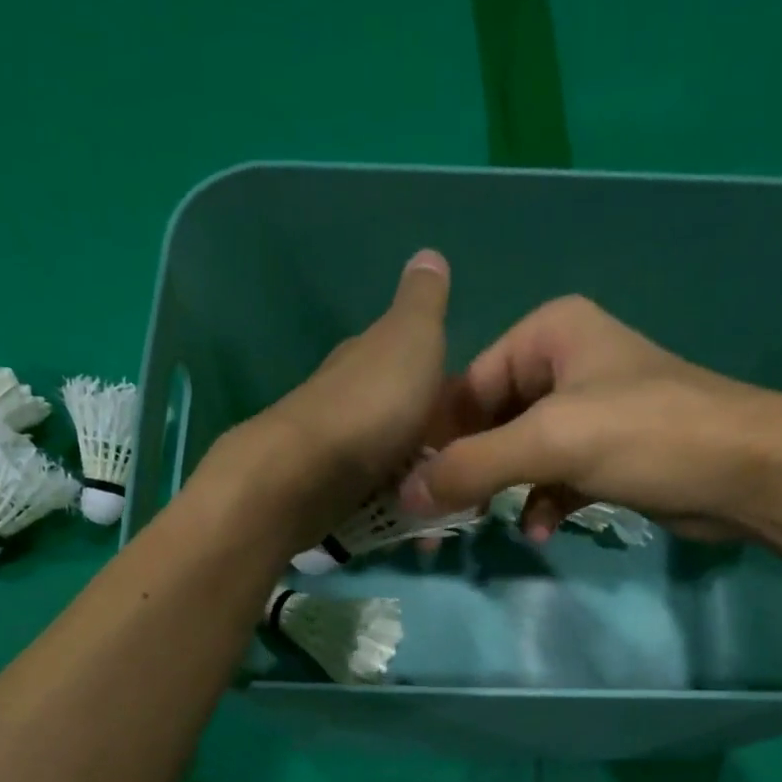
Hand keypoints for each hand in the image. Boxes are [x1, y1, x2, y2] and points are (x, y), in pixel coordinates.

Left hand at [191, 249, 452, 555]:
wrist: (305, 476)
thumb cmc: (370, 406)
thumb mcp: (411, 339)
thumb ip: (423, 303)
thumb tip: (429, 255)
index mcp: (370, 356)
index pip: (413, 361)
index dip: (446, 385)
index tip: (477, 415)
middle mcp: (349, 397)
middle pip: (401, 416)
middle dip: (433, 439)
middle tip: (467, 468)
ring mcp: (337, 449)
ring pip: (389, 460)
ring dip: (416, 479)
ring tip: (445, 505)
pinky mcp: (328, 493)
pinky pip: (374, 498)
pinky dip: (395, 508)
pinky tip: (413, 525)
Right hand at [399, 295, 781, 542]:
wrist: (747, 471)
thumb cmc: (648, 435)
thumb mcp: (551, 442)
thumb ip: (473, 466)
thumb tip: (406, 495)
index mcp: (546, 334)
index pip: (466, 385)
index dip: (437, 438)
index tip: (411, 488)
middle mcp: (562, 363)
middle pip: (488, 422)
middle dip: (468, 472)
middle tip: (442, 518)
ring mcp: (585, 411)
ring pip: (517, 454)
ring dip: (501, 493)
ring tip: (486, 527)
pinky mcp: (604, 453)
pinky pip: (549, 477)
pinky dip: (539, 503)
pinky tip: (540, 530)